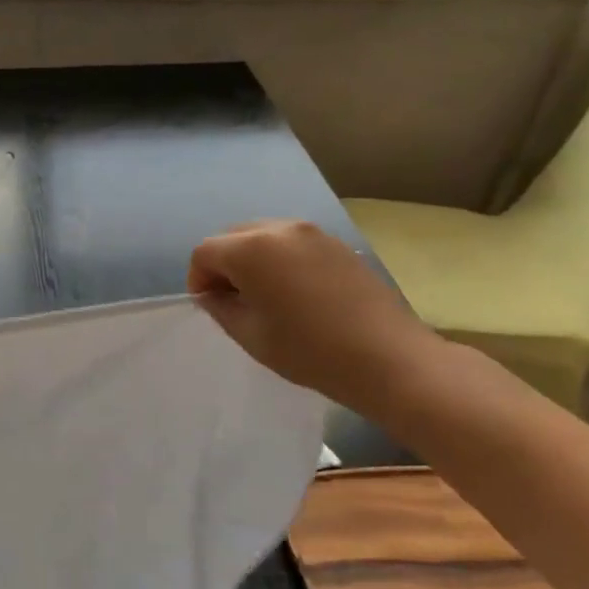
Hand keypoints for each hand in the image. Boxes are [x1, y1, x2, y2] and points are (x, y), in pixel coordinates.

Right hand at [188, 221, 441, 413]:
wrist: (389, 359)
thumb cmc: (310, 350)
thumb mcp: (251, 335)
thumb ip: (221, 308)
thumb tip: (213, 294)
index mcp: (251, 249)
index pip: (205, 252)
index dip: (198, 279)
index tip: (209, 306)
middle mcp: (279, 229)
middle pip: (232, 237)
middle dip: (223, 264)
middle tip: (233, 300)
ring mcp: (312, 233)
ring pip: (263, 236)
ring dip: (252, 260)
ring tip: (264, 296)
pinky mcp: (337, 244)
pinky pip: (292, 243)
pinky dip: (280, 259)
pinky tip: (294, 292)